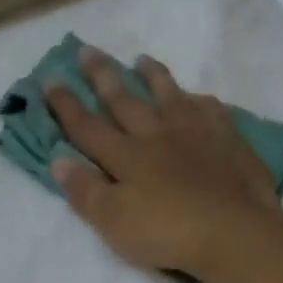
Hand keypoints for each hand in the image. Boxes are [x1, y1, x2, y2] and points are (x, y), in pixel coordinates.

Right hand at [46, 46, 282, 281]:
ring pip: (168, 95)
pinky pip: (209, 109)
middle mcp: (156, 134)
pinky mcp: (228, 139)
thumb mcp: (114, 221)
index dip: (66, 106)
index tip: (49, 80)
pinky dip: (197, 100)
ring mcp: (195, 132)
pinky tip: (196, 98)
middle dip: (102, 77)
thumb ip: (85, 192)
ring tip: (141, 60)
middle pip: (124, 101)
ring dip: (152, 76)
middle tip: (87, 51)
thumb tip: (58, 160)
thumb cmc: (166, 232)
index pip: (88, 127)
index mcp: (126, 156)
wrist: (233, 232)